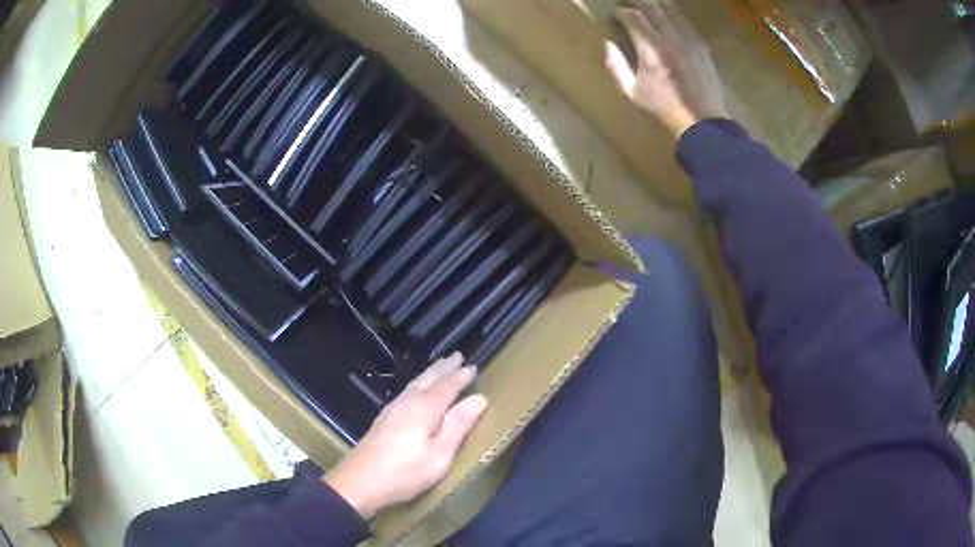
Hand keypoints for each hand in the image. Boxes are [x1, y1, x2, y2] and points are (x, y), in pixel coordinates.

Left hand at [324, 353, 488, 519]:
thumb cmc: (404, 473)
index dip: (461, 376)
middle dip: (444, 368)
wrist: (358, 483)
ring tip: (440, 367)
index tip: (474, 366)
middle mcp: (407, 403)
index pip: (447, 386)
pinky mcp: (383, 420)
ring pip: (415, 384)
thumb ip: (457, 425)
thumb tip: (479, 398)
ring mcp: (392, 410)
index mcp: (424, 409)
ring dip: (430, 374)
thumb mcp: (439, 455)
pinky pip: (407, 392)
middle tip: (456, 355)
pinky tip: (415, 391)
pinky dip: (418, 384)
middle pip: (428, 379)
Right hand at [605, 1, 726, 137]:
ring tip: (645, 5)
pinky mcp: (700, 45)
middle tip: (626, 4)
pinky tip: (666, 17)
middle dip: (636, 1)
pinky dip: (672, 14)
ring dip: (655, 4)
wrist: (702, 120)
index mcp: (651, 49)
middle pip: (651, 6)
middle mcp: (670, 39)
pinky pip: (684, 20)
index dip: (620, 12)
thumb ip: (616, 65)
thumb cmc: (664, 108)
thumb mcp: (632, 92)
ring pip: (670, 9)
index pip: (633, 16)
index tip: (614, 15)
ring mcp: (688, 40)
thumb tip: (608, 44)